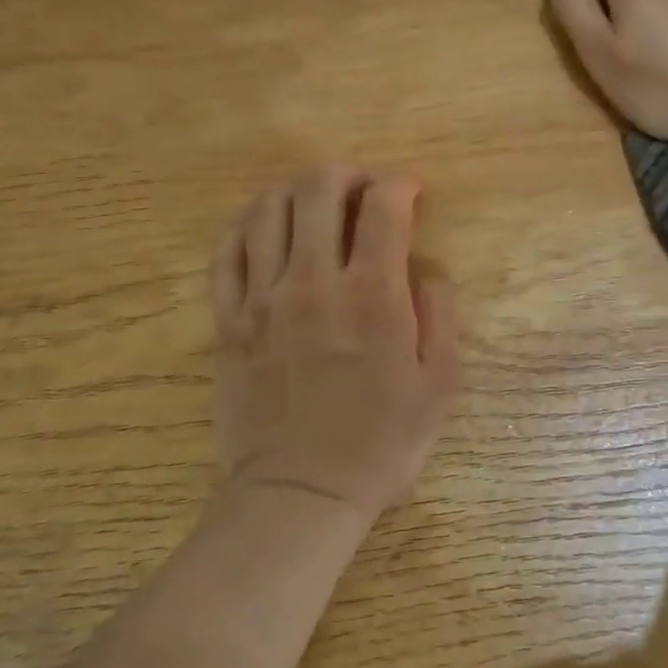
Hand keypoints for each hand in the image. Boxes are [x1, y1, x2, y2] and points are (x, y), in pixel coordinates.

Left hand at [209, 167, 460, 520]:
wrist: (299, 494)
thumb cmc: (380, 444)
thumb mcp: (440, 386)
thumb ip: (441, 316)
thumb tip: (426, 271)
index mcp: (372, 296)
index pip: (384, 207)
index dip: (401, 184)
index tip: (410, 191)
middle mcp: (314, 282)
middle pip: (319, 190)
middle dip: (347, 173)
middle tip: (362, 187)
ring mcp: (263, 299)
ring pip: (268, 209)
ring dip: (296, 191)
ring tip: (313, 203)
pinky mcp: (228, 320)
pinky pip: (226, 251)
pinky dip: (245, 224)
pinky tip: (263, 227)